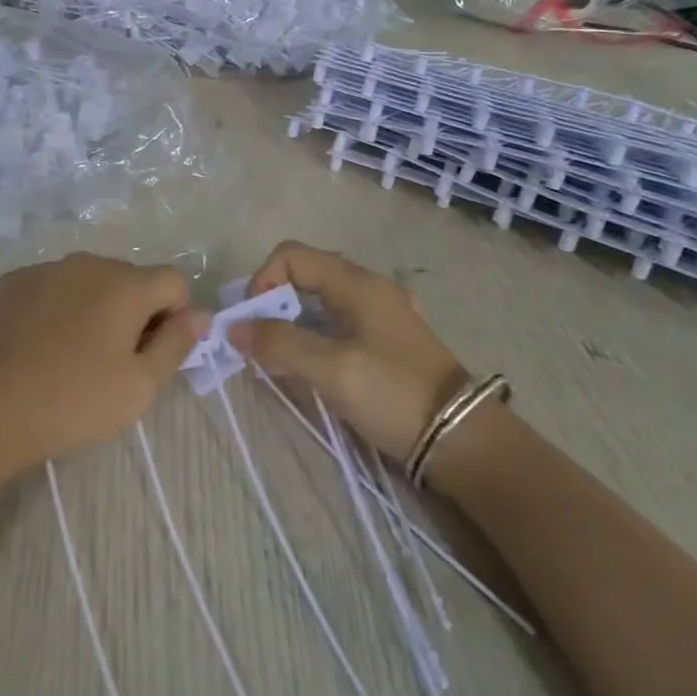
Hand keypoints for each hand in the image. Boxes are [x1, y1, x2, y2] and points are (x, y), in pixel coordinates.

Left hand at [0, 253, 207, 475]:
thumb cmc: (73, 400)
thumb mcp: (139, 385)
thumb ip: (177, 344)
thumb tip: (199, 315)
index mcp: (125, 284)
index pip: (174, 281)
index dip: (176, 316)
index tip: (155, 353)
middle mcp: (86, 263)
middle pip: (128, 280)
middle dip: (133, 312)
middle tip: (113, 362)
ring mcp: (42, 270)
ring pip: (85, 283)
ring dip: (92, 309)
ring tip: (69, 357)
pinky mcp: (8, 284)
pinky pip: (48, 289)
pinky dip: (53, 310)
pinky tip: (35, 349)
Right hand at [229, 241, 465, 463]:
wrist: (463, 440)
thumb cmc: (394, 394)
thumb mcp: (331, 368)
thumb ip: (280, 343)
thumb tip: (234, 327)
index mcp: (357, 283)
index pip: (292, 255)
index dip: (262, 280)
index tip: (253, 321)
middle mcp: (370, 287)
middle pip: (306, 274)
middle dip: (274, 301)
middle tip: (261, 340)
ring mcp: (383, 313)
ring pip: (322, 301)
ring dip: (293, 322)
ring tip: (280, 358)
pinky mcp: (389, 340)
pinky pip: (340, 323)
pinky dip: (315, 335)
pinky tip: (313, 366)